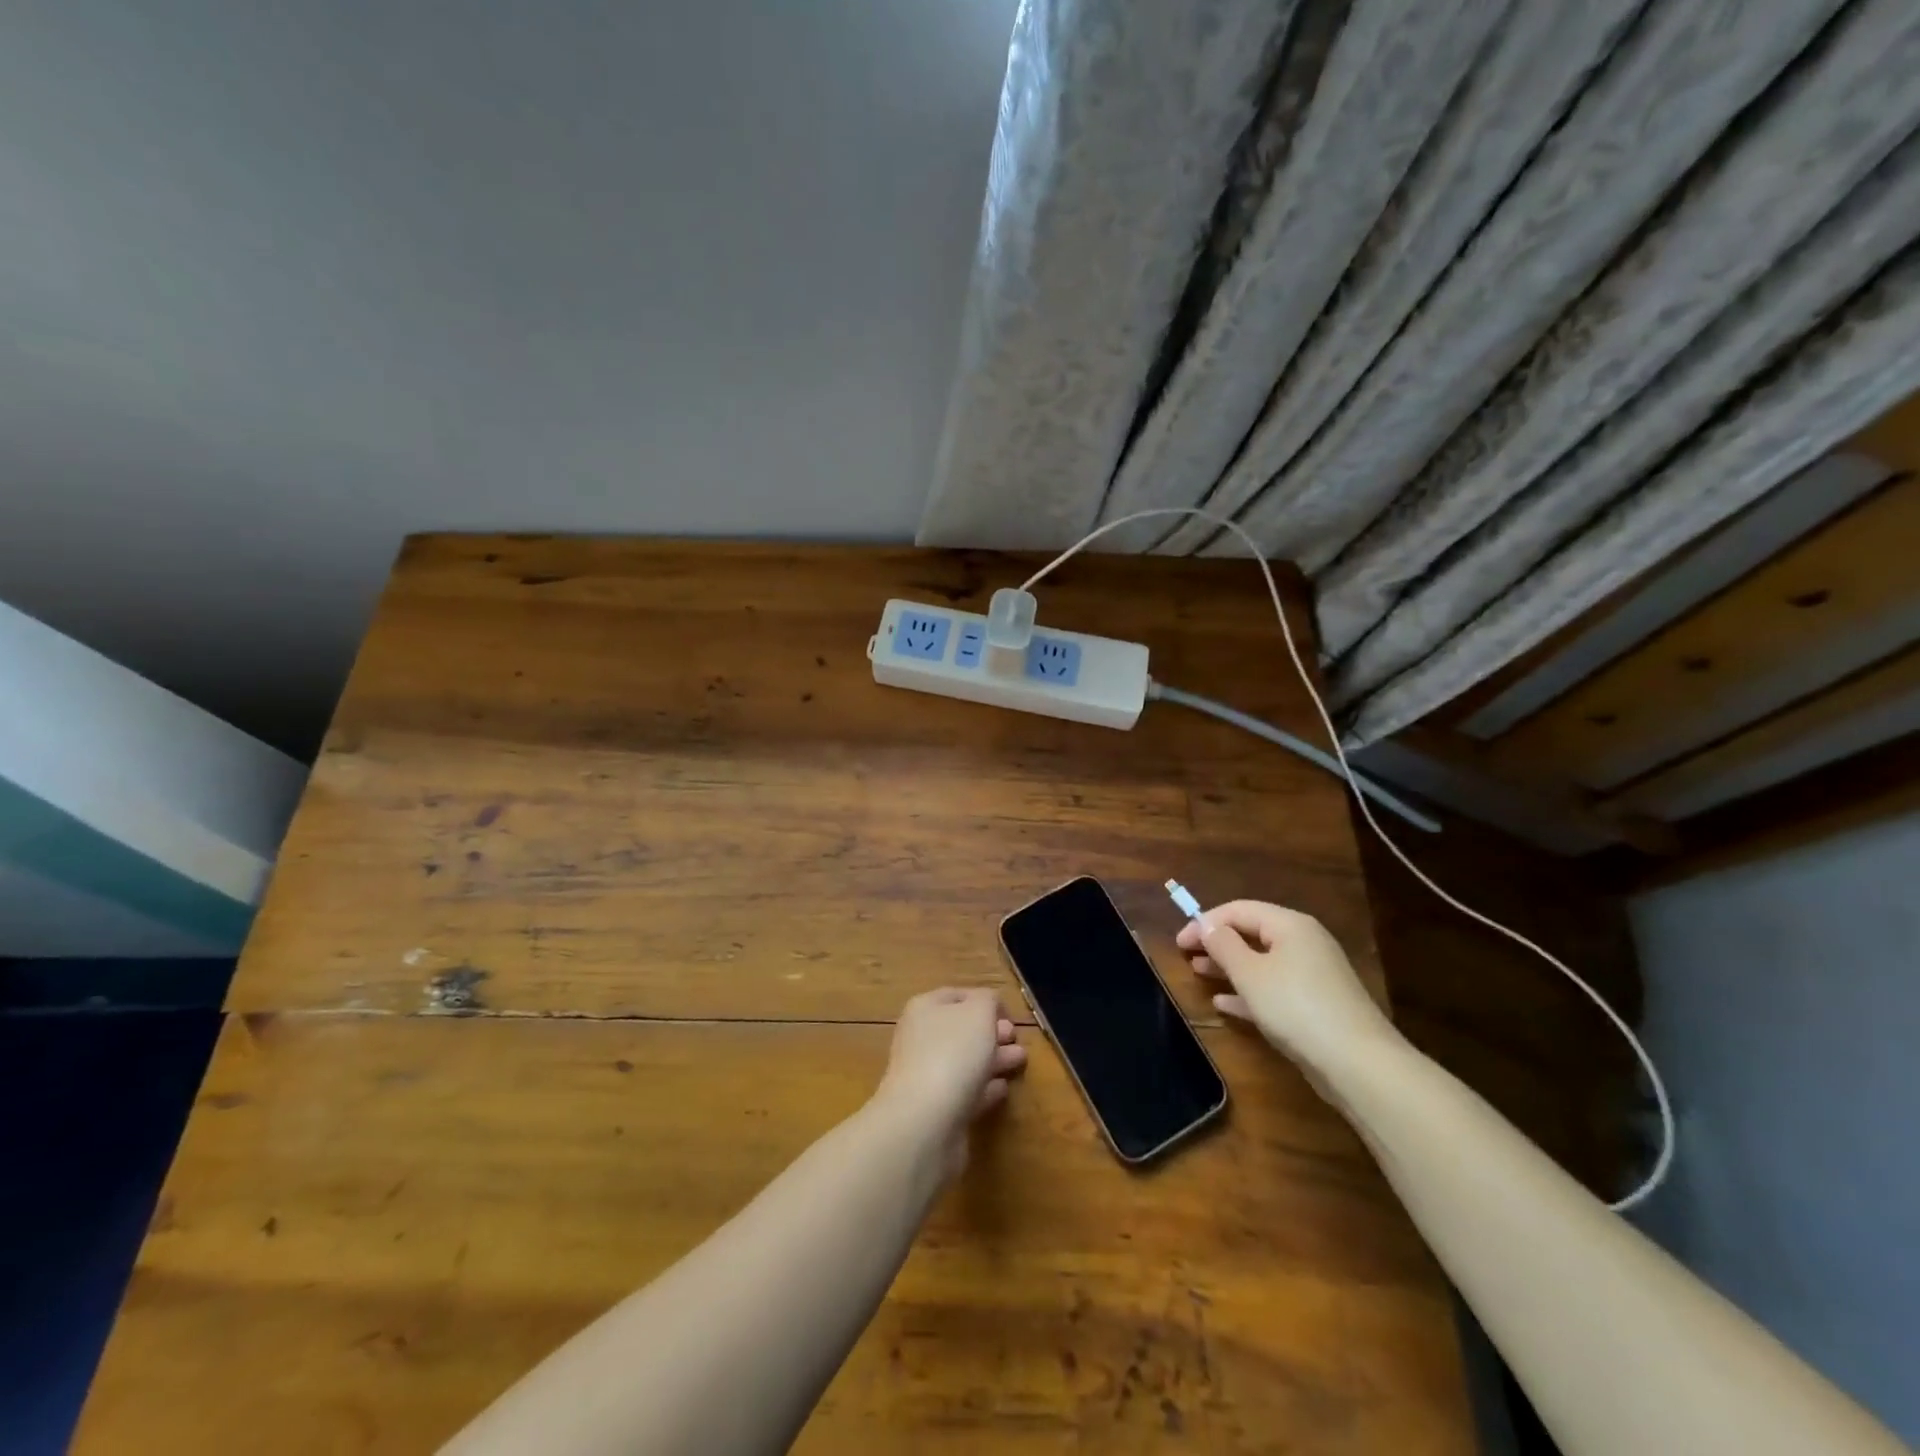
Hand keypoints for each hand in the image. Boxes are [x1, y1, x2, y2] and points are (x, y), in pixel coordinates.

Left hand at [872, 988, 1025, 1176]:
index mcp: (925, 1009)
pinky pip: (966, 1093)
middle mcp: (922, 1039)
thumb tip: (989, 1006)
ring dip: (994, 1059)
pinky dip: (985, 1088)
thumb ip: (987, 1001)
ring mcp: (927, 1076)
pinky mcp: (938, 1111)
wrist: (925, 1121)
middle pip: (962, 1030)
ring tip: (1021, 1060)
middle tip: (1017, 1038)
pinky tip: (1003, 1088)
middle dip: (992, 1032)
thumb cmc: (953, 1053)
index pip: (957, 996)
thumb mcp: (978, 1012)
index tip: (1009, 1014)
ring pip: (966, 1062)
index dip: (984, 1000)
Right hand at [1176, 900, 1399, 1078]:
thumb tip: (1207, 925)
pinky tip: (1224, 1004)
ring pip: (1262, 962)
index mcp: (1290, 925)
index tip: (1179, 942)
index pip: (1239, 910)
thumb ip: (1223, 945)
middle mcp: (1305, 943)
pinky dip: (1249, 992)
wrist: (1358, 1064)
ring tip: (1199, 973)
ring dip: (1229, 966)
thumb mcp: (1249, 973)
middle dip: (1218, 942)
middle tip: (1186, 955)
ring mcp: (1313, 976)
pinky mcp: (1316, 1006)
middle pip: (1252, 933)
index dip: (1205, 922)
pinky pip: (1274, 989)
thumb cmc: (1296, 1007)